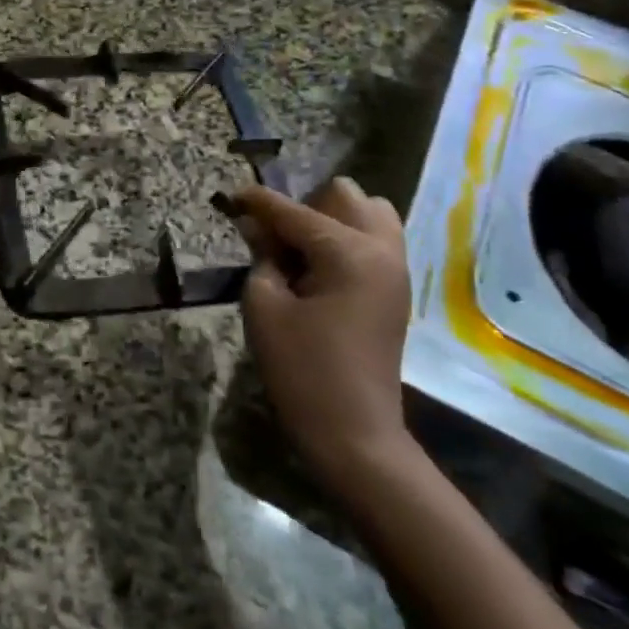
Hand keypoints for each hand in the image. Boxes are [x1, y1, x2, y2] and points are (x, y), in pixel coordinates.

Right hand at [235, 177, 417, 502]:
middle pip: (345, 195)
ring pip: (370, 213)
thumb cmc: (301, 369)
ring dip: (333, 218)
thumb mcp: (264, 306)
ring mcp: (396, 269)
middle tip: (276, 238)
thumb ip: (262, 255)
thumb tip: (257, 226)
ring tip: (302, 250)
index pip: (294, 211)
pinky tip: (319, 268)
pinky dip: (348, 239)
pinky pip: (377, 240)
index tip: (231, 195)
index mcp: (348, 252)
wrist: (354, 433)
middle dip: (306, 205)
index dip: (257, 202)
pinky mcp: (397, 289)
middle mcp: (381, 249)